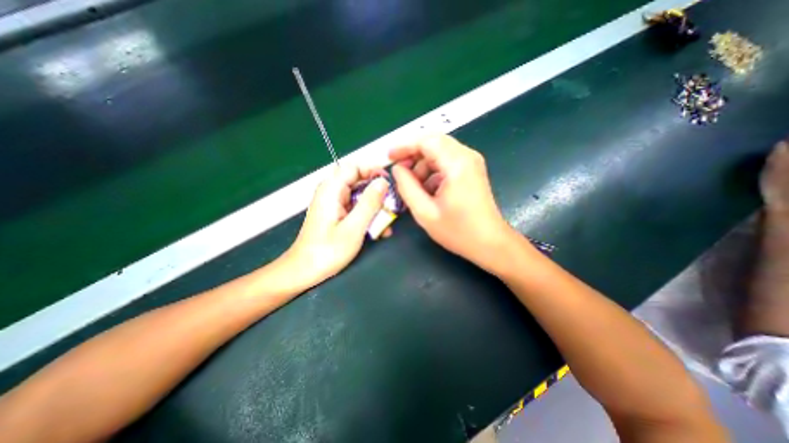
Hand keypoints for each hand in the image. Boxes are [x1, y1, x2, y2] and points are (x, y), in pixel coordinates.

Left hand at [288, 165, 390, 285]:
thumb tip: (383, 182)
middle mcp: (331, 193)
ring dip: (374, 207)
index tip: (389, 183)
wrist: (303, 272)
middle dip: (377, 192)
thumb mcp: (354, 227)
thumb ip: (369, 203)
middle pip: (358, 181)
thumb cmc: (327, 251)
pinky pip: (355, 208)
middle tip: (392, 205)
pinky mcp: (336, 215)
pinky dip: (367, 216)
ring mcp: (333, 204)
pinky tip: (378, 230)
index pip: (354, 167)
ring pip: (359, 196)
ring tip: (387, 222)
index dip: (372, 170)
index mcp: (331, 190)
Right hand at [387, 135, 511, 272]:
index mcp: (457, 164)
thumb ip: (406, 187)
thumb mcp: (425, 212)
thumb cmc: (458, 231)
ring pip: (440, 152)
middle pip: (434, 143)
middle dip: (413, 155)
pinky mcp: (472, 171)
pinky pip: (447, 162)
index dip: (405, 147)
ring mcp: (472, 163)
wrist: (490, 243)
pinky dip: (433, 171)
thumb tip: (397, 169)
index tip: (389, 157)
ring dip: (423, 165)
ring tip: (413, 186)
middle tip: (399, 171)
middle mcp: (467, 157)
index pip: (426, 141)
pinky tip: (427, 189)